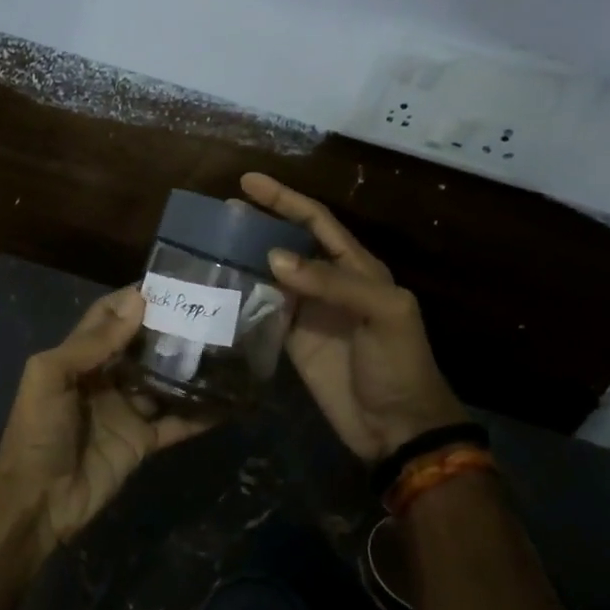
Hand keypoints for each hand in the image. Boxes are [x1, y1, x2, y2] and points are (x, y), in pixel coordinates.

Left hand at [0, 289, 211, 557]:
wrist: (37, 501)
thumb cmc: (37, 431)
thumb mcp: (51, 376)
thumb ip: (92, 342)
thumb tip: (137, 302)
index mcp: (79, 358)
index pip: (108, 316)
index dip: (133, 299)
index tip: (171, 283)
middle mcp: (106, 378)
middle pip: (142, 346)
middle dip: (170, 328)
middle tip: (209, 310)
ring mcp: (126, 410)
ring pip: (164, 381)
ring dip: (189, 366)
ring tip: (226, 345)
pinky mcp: (142, 442)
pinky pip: (175, 423)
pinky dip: (199, 414)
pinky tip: (228, 401)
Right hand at [241, 172, 468, 464]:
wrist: (397, 427)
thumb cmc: (398, 364)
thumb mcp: (383, 313)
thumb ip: (333, 281)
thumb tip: (273, 258)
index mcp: (358, 267)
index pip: (316, 222)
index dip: (284, 199)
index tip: (248, 182)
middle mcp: (330, 282)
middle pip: (289, 242)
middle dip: (259, 222)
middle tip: (221, 212)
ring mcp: (308, 312)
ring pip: (271, 273)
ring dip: (245, 257)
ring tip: (210, 242)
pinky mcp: (292, 341)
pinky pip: (263, 309)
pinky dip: (243, 295)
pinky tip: (219, 286)